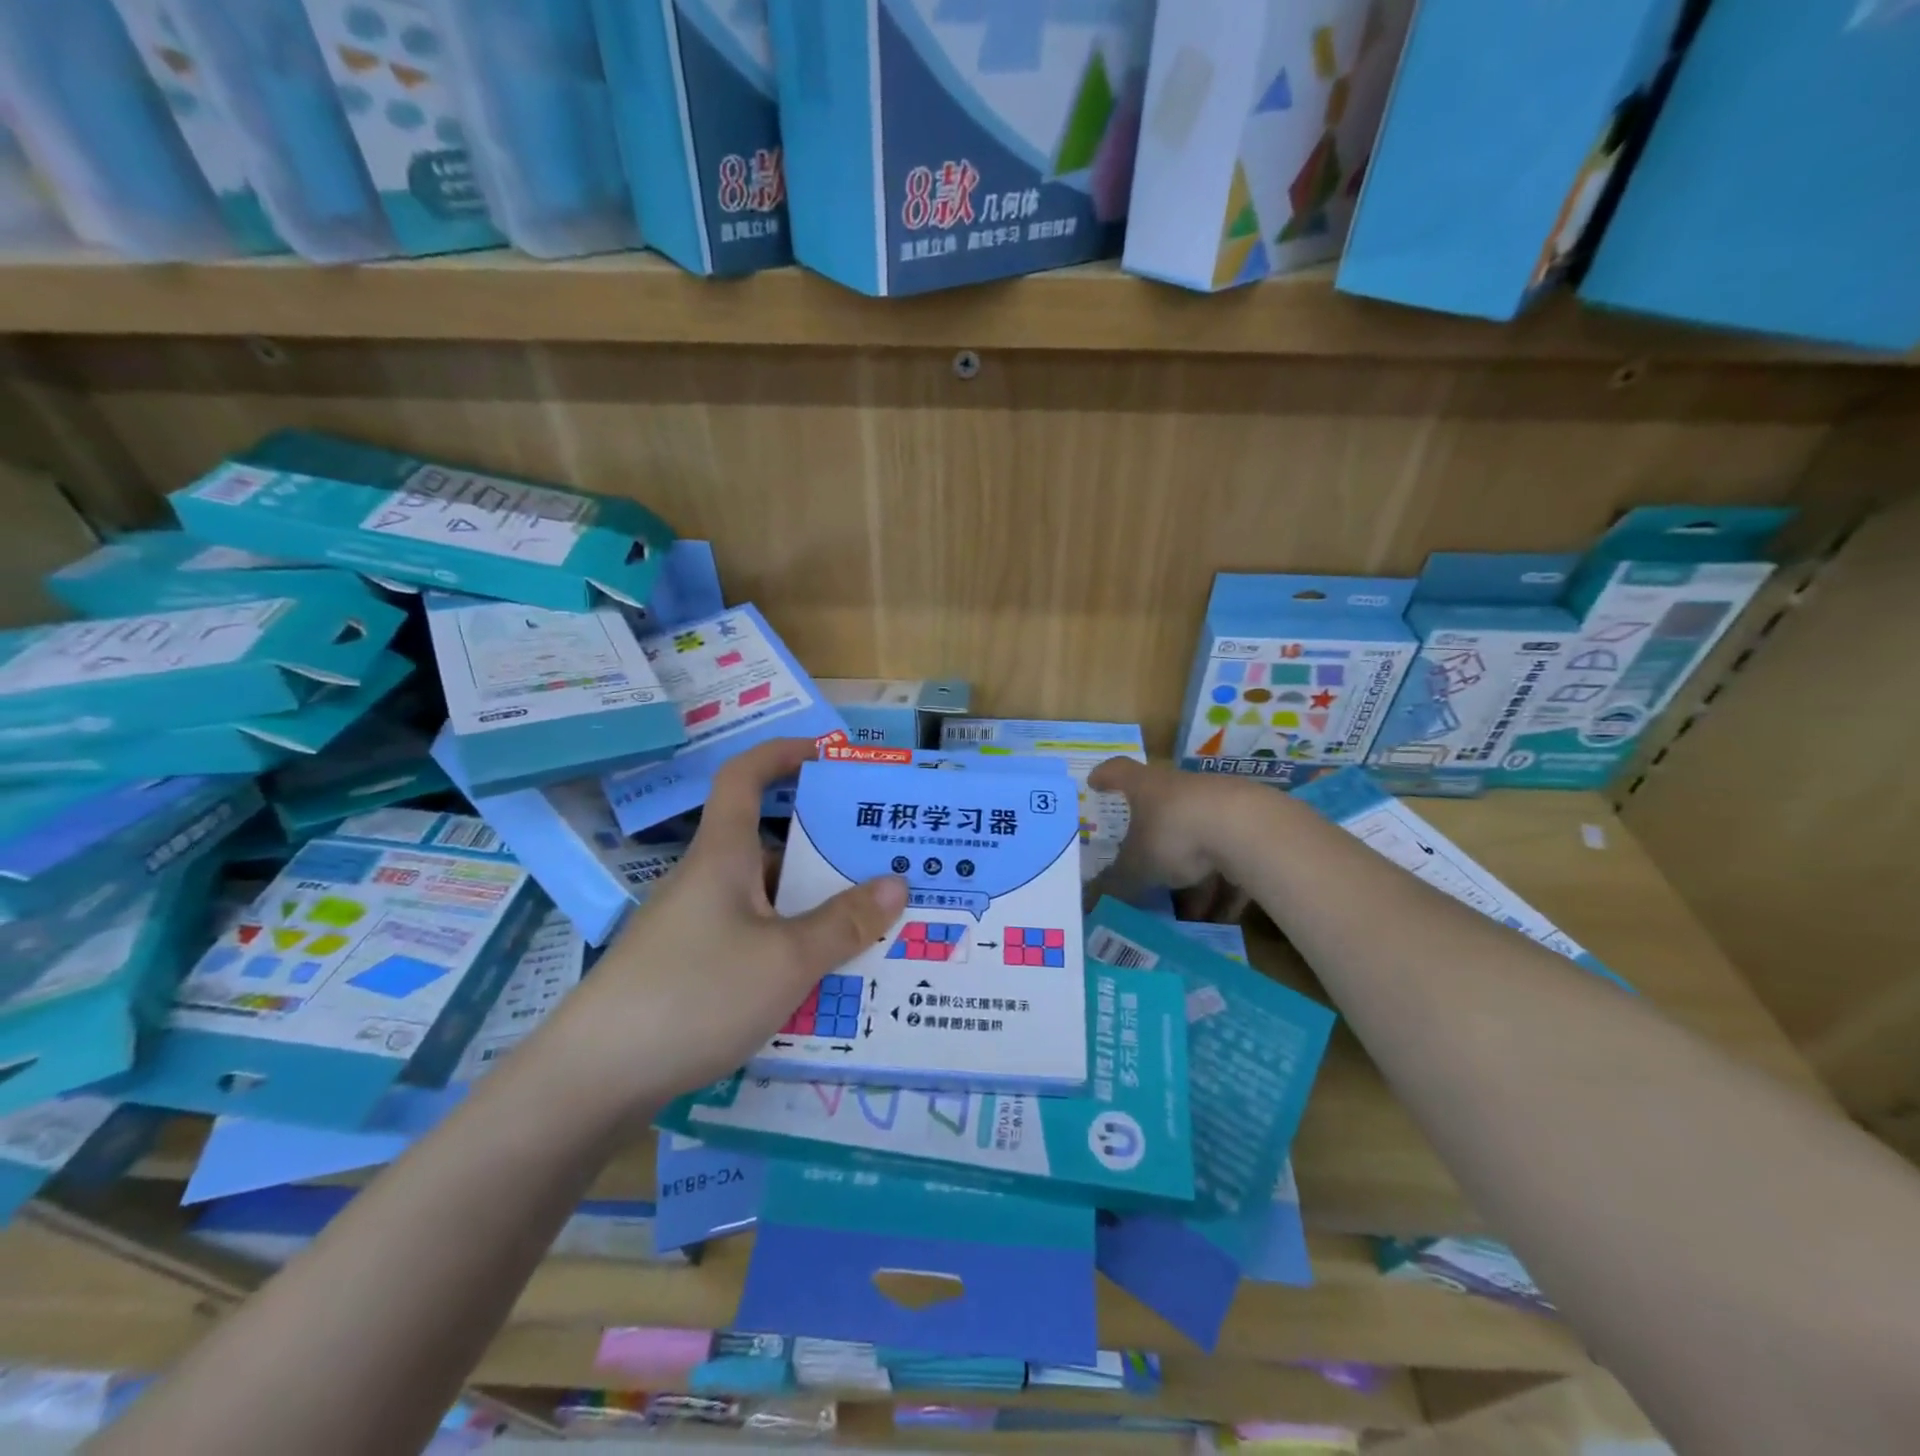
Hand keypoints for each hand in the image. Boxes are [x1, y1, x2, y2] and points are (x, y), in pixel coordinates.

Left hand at [543, 738, 906, 1115]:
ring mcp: (697, 927)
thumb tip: (898, 883)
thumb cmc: (694, 994)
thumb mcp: (785, 959)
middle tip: (885, 865)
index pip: (745, 776)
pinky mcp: (691, 969)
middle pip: (772, 846)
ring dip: (815, 909)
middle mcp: (709, 881)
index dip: (783, 754)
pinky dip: (791, 948)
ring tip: (873, 929)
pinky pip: (755, 940)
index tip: (828, 755)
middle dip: (828, 851)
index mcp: (723, 855)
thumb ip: (844, 923)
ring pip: (769, 901)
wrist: (592, 1079)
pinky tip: (824, 983)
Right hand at [1086, 756, 1261, 913]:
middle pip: (1162, 812)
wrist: (1248, 829)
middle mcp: (1181, 789)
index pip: (1119, 772)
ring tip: (1188, 914)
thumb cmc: (1175, 835)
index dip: (1105, 777)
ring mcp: (1218, 805)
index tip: (1095, 782)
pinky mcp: (1250, 826)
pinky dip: (1224, 888)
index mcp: (1146, 788)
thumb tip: (1089, 902)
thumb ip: (1115, 884)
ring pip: (1199, 842)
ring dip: (1193, 878)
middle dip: (1154, 845)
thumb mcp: (1136, 867)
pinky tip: (1222, 918)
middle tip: (1144, 874)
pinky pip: (1230, 861)